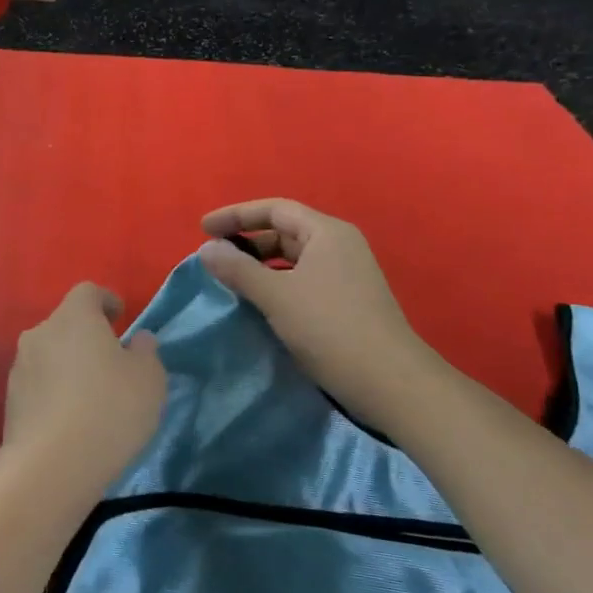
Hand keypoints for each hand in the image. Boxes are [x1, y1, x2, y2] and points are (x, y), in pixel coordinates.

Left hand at [2, 283, 167, 496]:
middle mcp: (40, 332)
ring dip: (68, 365)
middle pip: (66, 323)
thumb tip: (137, 339)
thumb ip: (146, 351)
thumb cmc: (109, 409)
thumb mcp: (149, 378)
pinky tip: (70, 418)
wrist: (51, 465)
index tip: (121, 317)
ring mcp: (20, 366)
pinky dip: (54, 391)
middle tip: (110, 361)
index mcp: (74, 316)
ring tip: (90, 394)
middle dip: (87, 336)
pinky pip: (39, 384)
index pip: (88, 292)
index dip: (106, 300)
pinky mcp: (10, 400)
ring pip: (50, 354)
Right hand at [199, 199, 439, 436]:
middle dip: (247, 242)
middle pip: (284, 231)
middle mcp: (339, 246)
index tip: (202, 228)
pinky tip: (258, 303)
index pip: (274, 209)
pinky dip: (275, 284)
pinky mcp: (346, 301)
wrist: (390, 383)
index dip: (236, 215)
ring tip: (229, 280)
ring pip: (293, 259)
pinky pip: (302, 280)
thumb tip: (206, 249)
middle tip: (214, 258)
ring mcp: (346, 275)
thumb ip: (238, 269)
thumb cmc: (330, 329)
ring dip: (259, 266)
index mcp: (326, 233)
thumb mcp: (276, 296)